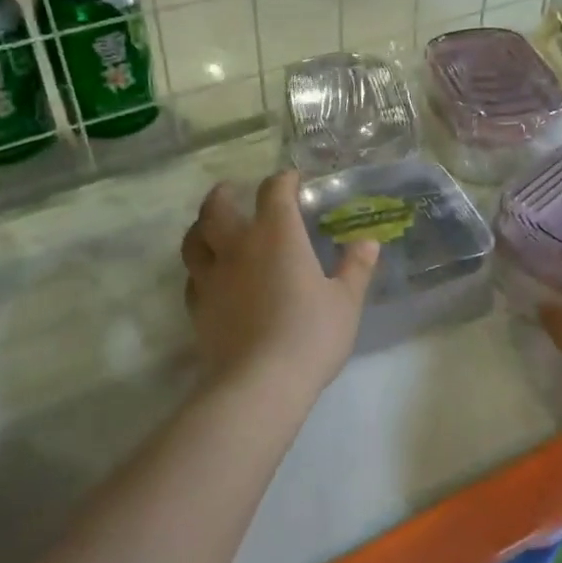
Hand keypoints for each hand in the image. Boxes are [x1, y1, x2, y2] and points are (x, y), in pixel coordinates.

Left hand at [180, 170, 378, 398]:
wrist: (259, 382)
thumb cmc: (310, 335)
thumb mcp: (345, 301)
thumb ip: (356, 268)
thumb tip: (368, 242)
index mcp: (276, 236)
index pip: (274, 192)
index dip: (283, 180)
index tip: (292, 180)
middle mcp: (238, 247)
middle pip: (219, 207)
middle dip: (225, 194)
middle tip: (232, 191)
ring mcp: (212, 276)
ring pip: (194, 239)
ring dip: (201, 226)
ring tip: (210, 227)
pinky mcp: (198, 306)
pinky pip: (193, 277)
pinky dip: (200, 268)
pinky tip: (209, 277)